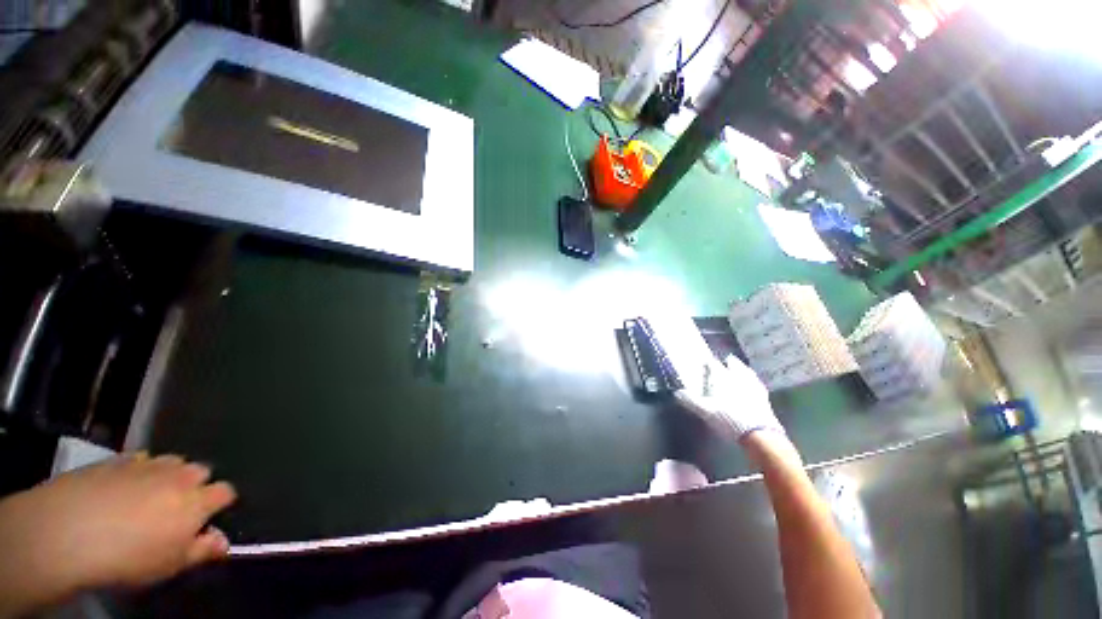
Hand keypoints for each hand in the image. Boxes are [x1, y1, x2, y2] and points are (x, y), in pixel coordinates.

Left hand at [0, 453, 235, 614]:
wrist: (70, 531)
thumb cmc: (129, 558)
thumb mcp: (169, 566)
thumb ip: (202, 551)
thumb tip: (223, 541)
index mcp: (197, 501)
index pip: (225, 492)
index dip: (221, 503)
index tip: (208, 518)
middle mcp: (181, 476)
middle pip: (201, 471)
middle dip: (195, 485)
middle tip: (176, 507)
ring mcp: (149, 464)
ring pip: (172, 461)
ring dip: (169, 475)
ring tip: (150, 495)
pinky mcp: (120, 459)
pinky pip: (140, 459)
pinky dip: (140, 470)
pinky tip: (123, 487)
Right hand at [674, 355, 783, 441]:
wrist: (759, 434)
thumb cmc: (729, 419)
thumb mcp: (706, 411)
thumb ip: (691, 401)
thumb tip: (677, 393)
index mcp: (723, 378)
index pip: (713, 365)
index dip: (708, 362)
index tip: (704, 361)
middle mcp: (738, 378)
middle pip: (733, 365)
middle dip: (728, 362)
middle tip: (726, 360)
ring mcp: (753, 386)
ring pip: (747, 372)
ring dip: (742, 369)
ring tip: (740, 368)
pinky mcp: (764, 397)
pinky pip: (757, 384)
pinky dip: (753, 381)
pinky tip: (754, 383)